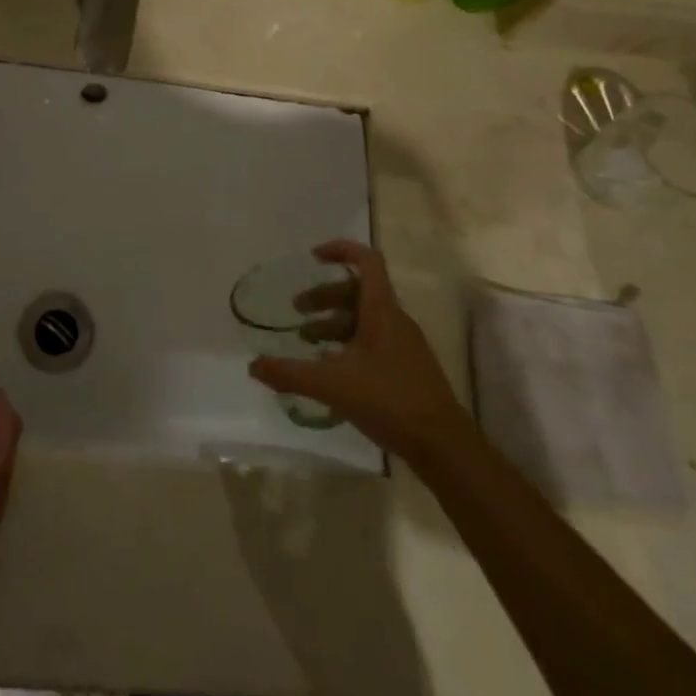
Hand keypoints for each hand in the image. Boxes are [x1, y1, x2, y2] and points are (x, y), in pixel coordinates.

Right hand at [249, 240, 462, 456]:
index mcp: (381, 311)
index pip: (366, 261)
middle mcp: (394, 320)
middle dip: (325, 296)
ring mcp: (404, 344)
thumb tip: (253, 365)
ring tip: (308, 341)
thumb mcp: (332, 385)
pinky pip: (374, 341)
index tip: (314, 257)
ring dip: (334, 323)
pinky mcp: (407, 367)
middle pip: (358, 292)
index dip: (341, 251)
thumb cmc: (388, 400)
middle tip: (297, 310)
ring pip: (365, 319)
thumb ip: (290, 373)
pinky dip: (349, 344)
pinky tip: (332, 369)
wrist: (442, 445)